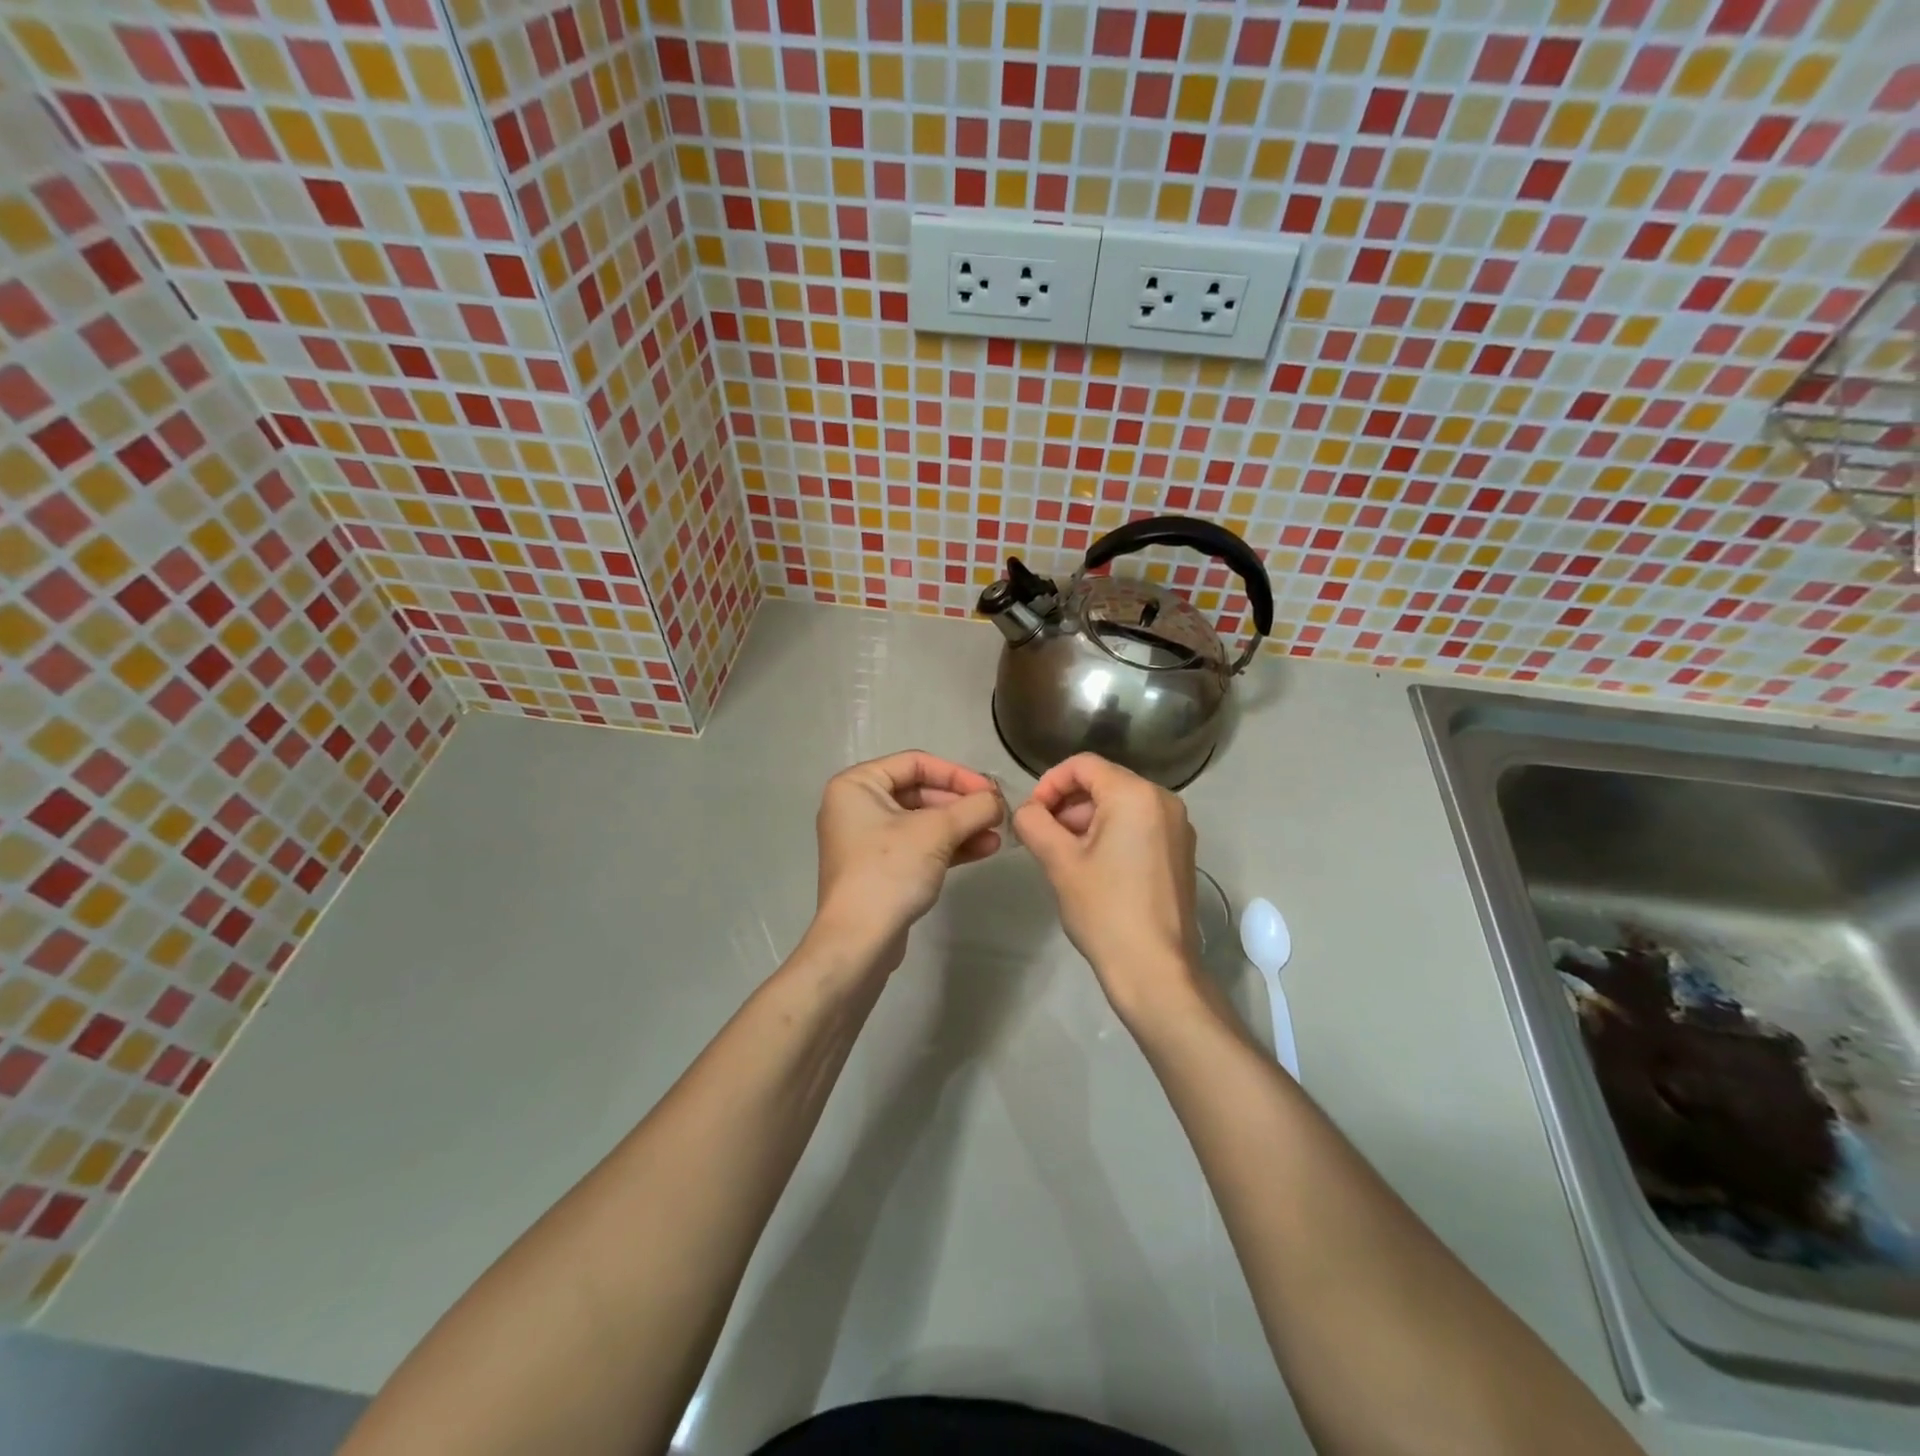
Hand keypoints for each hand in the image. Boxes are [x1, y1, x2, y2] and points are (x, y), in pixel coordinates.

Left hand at [809, 751, 1004, 971]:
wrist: (859, 941)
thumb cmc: (890, 871)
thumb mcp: (936, 832)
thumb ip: (972, 808)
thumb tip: (997, 801)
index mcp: (857, 785)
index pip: (916, 763)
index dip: (957, 774)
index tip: (990, 791)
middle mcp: (857, 806)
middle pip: (920, 792)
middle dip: (961, 804)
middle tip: (996, 814)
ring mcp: (867, 840)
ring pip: (922, 822)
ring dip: (961, 826)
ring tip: (997, 834)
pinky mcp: (879, 868)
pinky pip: (918, 846)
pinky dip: (948, 846)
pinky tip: (983, 849)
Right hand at [1012, 753, 1202, 1024]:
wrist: (1155, 969)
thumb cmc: (1104, 909)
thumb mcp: (1059, 861)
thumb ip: (1034, 822)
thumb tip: (1027, 810)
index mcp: (1135, 794)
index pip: (1082, 765)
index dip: (1049, 783)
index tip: (1031, 814)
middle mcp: (1163, 800)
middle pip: (1103, 782)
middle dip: (1067, 803)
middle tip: (1042, 836)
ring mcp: (1178, 826)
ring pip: (1120, 804)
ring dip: (1086, 819)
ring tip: (1063, 854)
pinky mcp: (1180, 851)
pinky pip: (1139, 824)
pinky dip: (1111, 833)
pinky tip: (1093, 866)